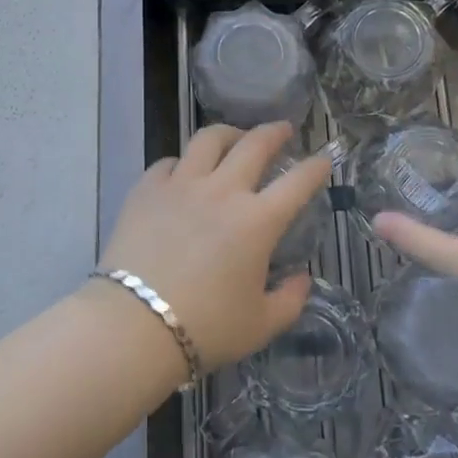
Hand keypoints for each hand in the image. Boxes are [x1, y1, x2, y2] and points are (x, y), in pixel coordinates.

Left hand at [100, 122, 329, 370]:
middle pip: (254, 144)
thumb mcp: (261, 325)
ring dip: (228, 133)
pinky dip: (182, 163)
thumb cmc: (206, 328)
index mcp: (257, 221)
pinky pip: (169, 162)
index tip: (323, 159)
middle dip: (275, 132)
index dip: (315, 167)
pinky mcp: (147, 188)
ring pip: (208, 139)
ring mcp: (181, 184)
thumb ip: (289, 300)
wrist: (134, 325)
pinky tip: (183, 172)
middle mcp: (222, 191)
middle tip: (283, 129)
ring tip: (234, 138)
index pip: (297, 182)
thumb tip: (302, 279)